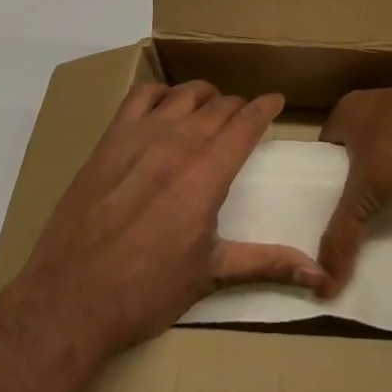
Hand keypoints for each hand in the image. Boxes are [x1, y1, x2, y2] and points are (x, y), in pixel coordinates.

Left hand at [15, 80, 327, 354]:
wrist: (72, 297)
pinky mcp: (111, 138)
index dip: (265, 107)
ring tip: (209, 108)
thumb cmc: (147, 291)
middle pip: (219, 106)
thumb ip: (265, 263)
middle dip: (238, 107)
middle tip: (242, 119)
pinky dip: (161, 93)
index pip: (247, 123)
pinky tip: (164, 106)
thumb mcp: (211, 275)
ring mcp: (142, 135)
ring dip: (204, 96)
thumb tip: (318, 274)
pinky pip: (142, 95)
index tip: (276, 100)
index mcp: (209, 173)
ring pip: (185, 93)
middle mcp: (180, 142)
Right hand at [317, 78, 391, 294]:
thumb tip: (323, 285)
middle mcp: (372, 104)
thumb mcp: (365, 192)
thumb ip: (343, 233)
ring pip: (386, 150)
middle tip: (354, 216)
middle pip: (355, 149)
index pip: (324, 147)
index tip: (324, 208)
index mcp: (347, 110)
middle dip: (356, 179)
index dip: (322, 176)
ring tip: (384, 212)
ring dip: (387, 174)